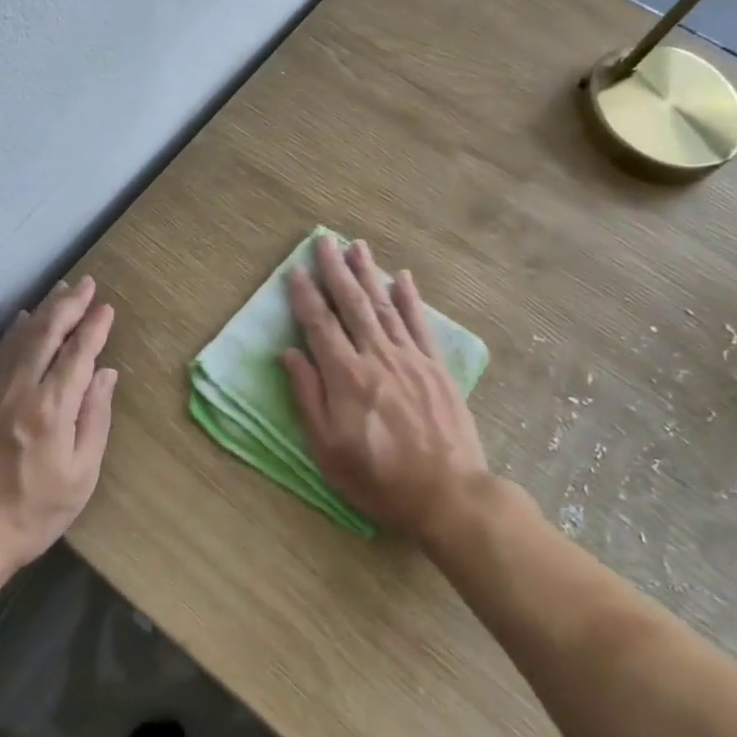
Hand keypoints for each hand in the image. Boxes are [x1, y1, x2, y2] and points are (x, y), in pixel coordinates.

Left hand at [0, 277, 117, 576]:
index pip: (78, 354)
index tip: (106, 307)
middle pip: (47, 335)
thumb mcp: (81, 475)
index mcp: (52, 408)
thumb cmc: (33, 512)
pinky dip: (13, 333)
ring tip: (61, 291)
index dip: (94, 328)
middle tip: (86, 284)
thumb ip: (95, 419)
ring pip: (20, 339)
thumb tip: (105, 375)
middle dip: (69, 305)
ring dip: (43, 311)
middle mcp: (21, 390)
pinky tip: (21, 321)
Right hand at [280, 236, 487, 543]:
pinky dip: (409, 298)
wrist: (448, 496)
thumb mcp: (328, 450)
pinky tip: (402, 277)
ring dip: (369, 273)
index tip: (294, 270)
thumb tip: (288, 354)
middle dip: (335, 270)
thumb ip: (308, 397)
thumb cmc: (379, 479)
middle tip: (324, 240)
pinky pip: (420, 324)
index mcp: (346, 377)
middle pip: (351, 304)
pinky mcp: (436, 368)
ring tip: (356, 246)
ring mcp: (411, 359)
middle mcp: (377, 357)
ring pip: (384, 306)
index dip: (304, 296)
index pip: (319, 325)